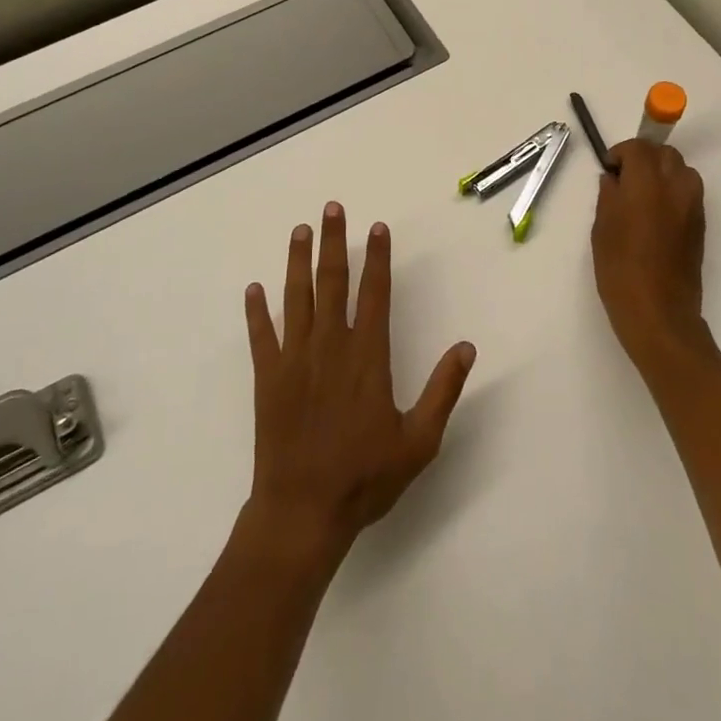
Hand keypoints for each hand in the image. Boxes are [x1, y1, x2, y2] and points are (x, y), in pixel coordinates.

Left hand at [243, 202, 475, 562]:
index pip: (374, 293)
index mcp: (367, 356)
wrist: (303, 512)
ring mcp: (295, 359)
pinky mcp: (268, 378)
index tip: (377, 228)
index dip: (377, 257)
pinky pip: (261, 336)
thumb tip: (466, 347)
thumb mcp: (419, 442)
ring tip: (300, 231)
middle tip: (332, 209)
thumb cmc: (365, 477)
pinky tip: (253, 289)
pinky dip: (256, 311)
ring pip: (296, 297)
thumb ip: (443, 391)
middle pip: (332, 282)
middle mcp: (330, 346)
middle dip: (334, 242)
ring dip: (297, 261)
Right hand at [591, 139, 708, 372]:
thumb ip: (609, 195)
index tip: (609, 171)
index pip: (639, 148)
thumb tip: (613, 180)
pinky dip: (673, 192)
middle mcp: (675, 186)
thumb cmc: (621, 269)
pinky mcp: (701, 225)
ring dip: (662, 173)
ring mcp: (693, 205)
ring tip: (642, 197)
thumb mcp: (602, 228)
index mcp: (647, 183)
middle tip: (624, 180)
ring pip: (681, 170)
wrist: (659, 312)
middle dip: (644, 158)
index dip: (621, 154)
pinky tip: (655, 216)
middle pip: (664, 154)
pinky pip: (688, 193)